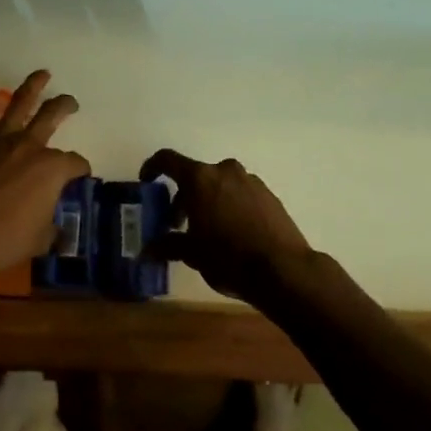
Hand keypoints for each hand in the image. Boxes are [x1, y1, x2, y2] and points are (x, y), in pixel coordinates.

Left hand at [0, 70, 90, 285]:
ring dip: (33, 85)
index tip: (80, 175)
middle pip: (53, 115)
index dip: (80, 168)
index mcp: (53, 168)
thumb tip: (54, 229)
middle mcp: (30, 145)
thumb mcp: (39, 240)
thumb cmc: (3, 240)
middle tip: (71, 103)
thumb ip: (50, 228)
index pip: (75, 163)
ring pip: (20, 102)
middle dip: (65, 106)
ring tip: (42, 74)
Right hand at [138, 150, 315, 304]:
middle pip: (195, 176)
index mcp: (200, 178)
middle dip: (183, 198)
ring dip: (208, 202)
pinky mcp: (269, 195)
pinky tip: (232, 234)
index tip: (147, 181)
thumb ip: (168, 245)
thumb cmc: (228, 257)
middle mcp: (225, 171)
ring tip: (207, 232)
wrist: (283, 270)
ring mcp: (250, 181)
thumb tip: (148, 250)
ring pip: (219, 185)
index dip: (153, 167)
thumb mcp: (192, 254)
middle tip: (178, 225)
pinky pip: (240, 194)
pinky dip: (229, 206)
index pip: (167, 160)